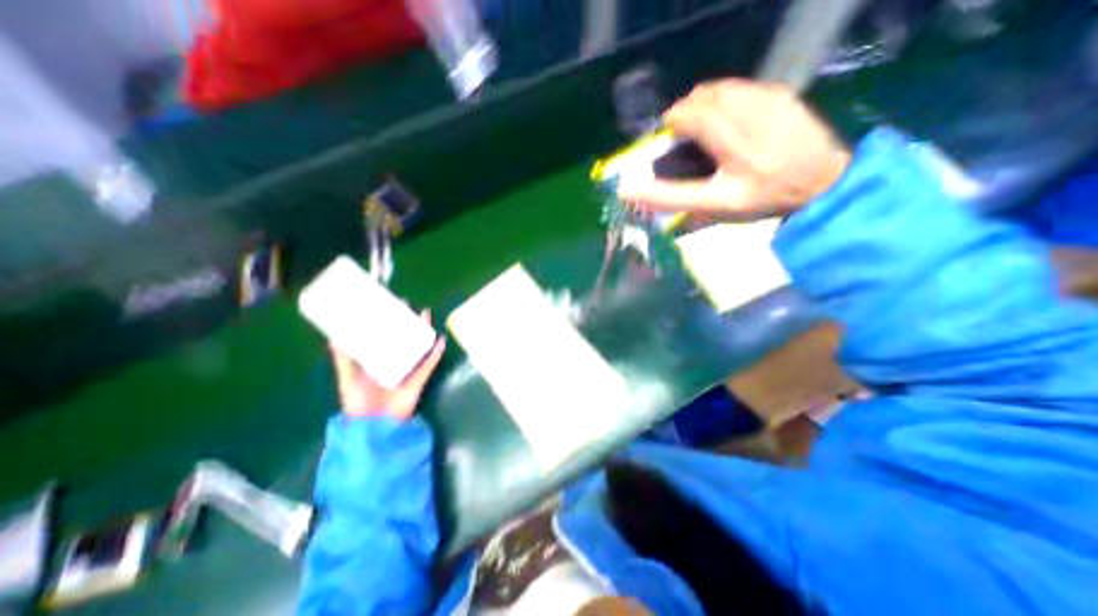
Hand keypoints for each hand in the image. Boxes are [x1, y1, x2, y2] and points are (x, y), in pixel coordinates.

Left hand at [329, 309, 444, 420]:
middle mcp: (395, 361)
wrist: (375, 425)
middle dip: (407, 322)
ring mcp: (409, 368)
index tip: (387, 306)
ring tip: (426, 315)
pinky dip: (436, 352)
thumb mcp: (347, 378)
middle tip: (409, 306)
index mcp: (377, 360)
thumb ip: (343, 359)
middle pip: (403, 337)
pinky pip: (431, 362)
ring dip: (424, 331)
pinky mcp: (420, 377)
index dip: (386, 322)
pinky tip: (440, 339)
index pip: (383, 336)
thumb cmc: (359, 401)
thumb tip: (334, 337)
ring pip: (419, 345)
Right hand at [617, 77, 846, 220]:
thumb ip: (673, 200)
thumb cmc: (762, 200)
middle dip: (686, 111)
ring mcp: (771, 102)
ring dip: (702, 103)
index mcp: (737, 150)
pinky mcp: (782, 94)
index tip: (667, 133)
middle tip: (682, 131)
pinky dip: (723, 98)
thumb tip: (630, 193)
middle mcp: (754, 119)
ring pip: (722, 89)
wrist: (823, 183)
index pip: (694, 119)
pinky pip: (740, 88)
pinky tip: (726, 117)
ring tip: (700, 124)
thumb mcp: (714, 208)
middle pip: (706, 98)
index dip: (675, 121)